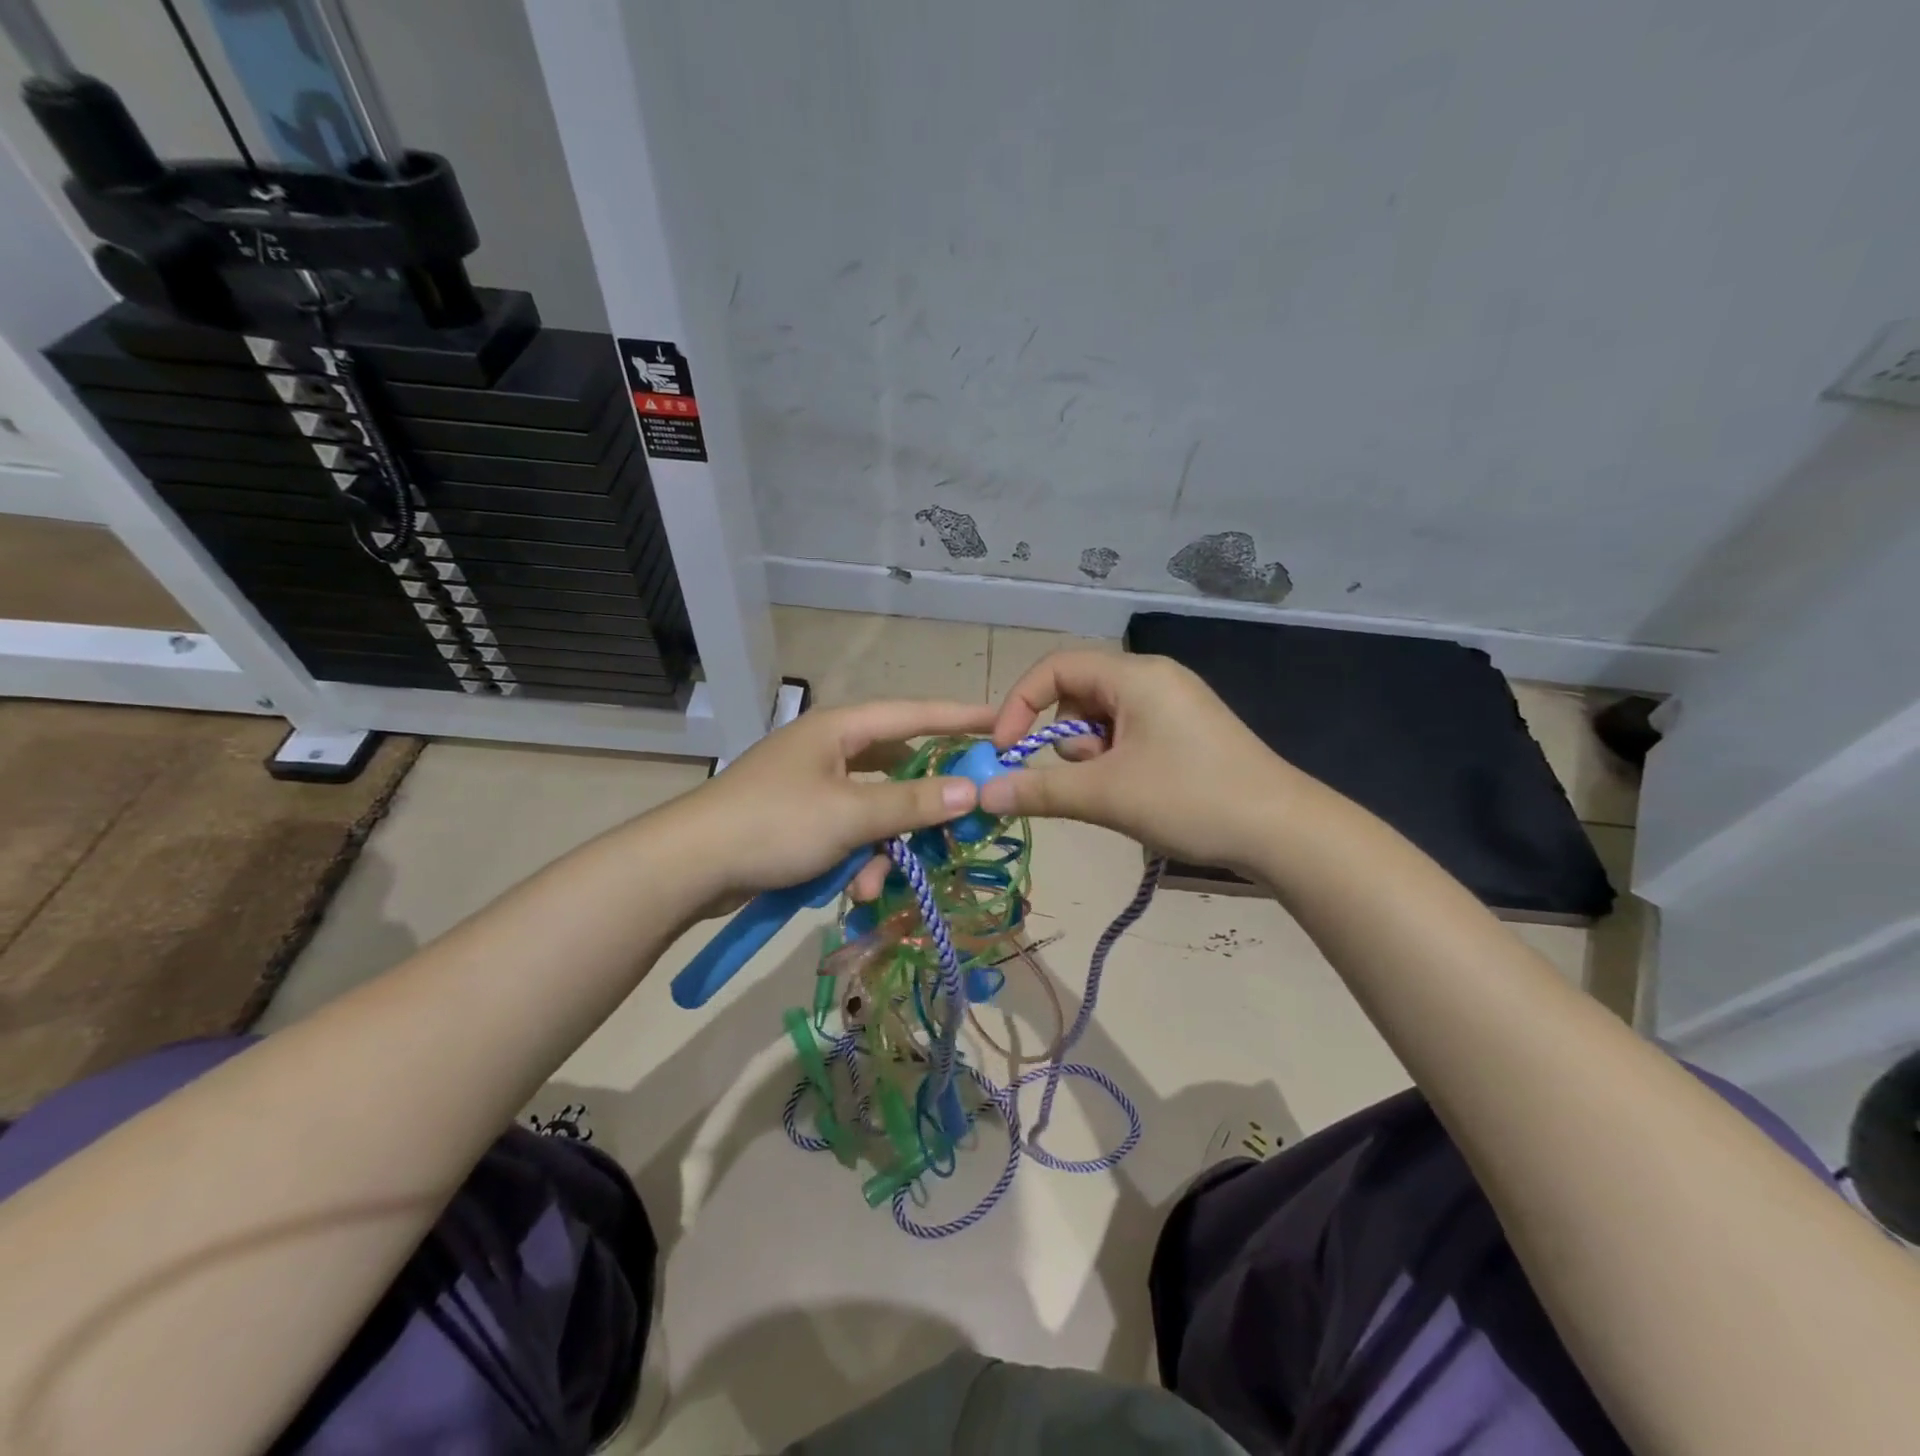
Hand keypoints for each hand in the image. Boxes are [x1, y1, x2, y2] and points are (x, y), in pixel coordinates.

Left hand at [673, 698, 995, 901]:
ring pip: (874, 810)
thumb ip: (913, 803)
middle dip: (921, 805)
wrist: (688, 866)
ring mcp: (813, 786)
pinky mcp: (800, 820)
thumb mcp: (851, 815)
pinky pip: (848, 833)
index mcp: (840, 730)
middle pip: (897, 768)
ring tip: (871, 883)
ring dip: (883, 848)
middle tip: (960, 821)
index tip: (1001, 721)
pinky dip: (856, 859)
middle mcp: (830, 750)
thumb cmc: (774, 825)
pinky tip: (850, 889)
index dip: (959, 717)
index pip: (914, 714)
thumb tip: (971, 790)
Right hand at [983, 651, 1301, 870]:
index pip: (1055, 668)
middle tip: (1085, 777)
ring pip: (1102, 718)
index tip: (1004, 750)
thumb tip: (983, 793)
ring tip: (1119, 789)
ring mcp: (1174, 702)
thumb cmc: (1190, 799)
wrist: (1284, 832)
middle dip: (1066, 737)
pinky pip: (1130, 732)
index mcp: (1135, 675)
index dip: (1020, 705)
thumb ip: (1039, 789)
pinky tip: (1140, 791)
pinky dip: (1117, 759)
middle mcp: (1154, 677)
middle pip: (1078, 693)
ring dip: (1092, 754)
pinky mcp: (1186, 729)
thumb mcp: (1106, 795)